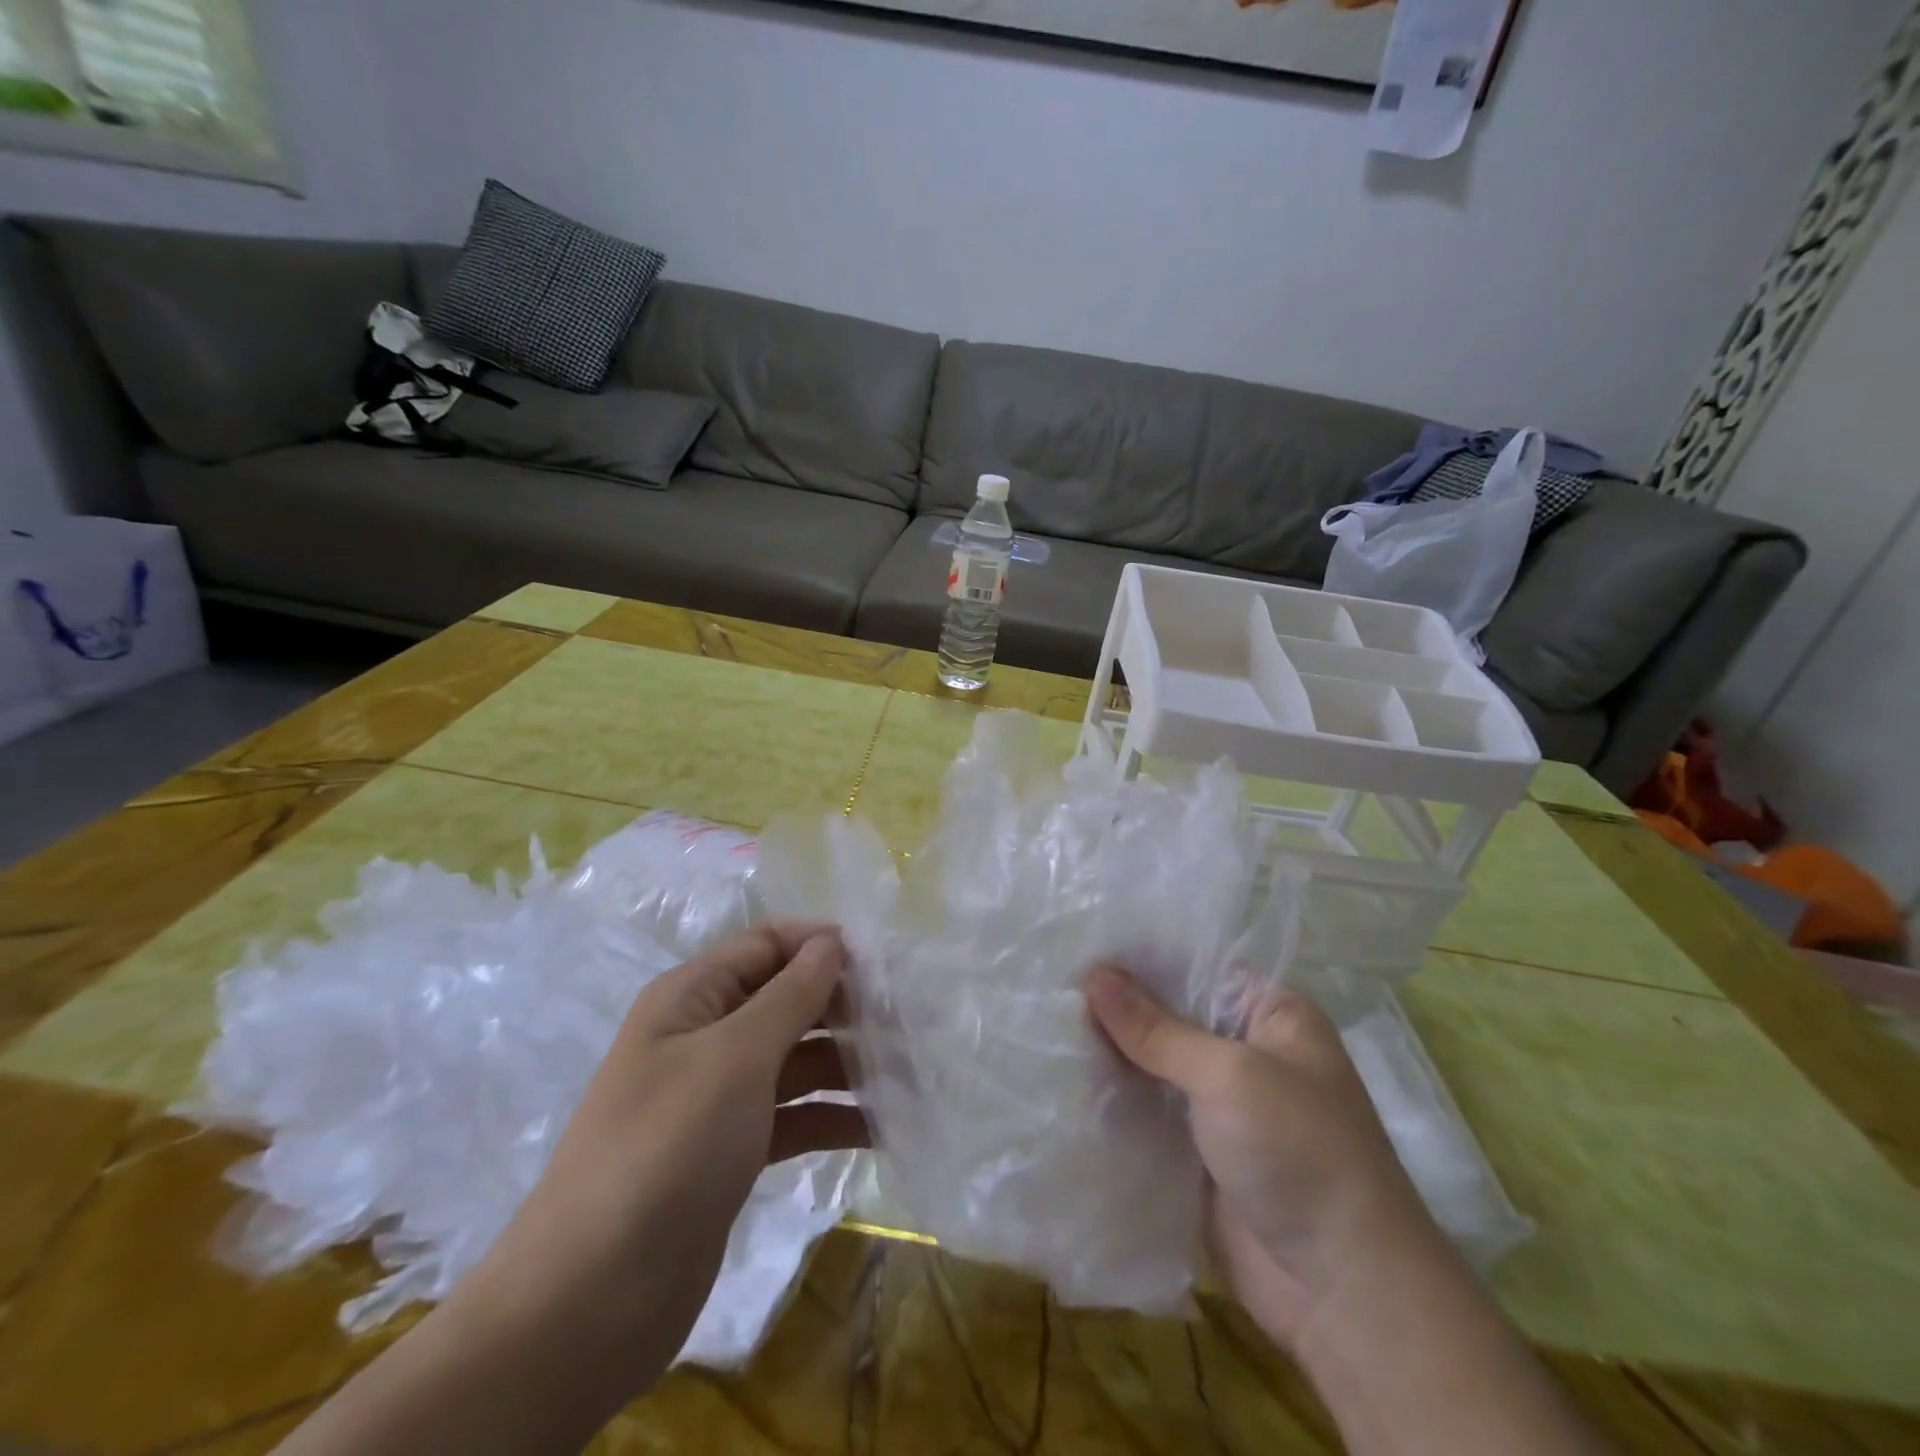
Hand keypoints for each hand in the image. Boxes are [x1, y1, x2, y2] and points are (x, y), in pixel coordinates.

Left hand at [278, 926, 869, 1455]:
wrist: (591, 1301)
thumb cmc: (667, 1149)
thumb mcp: (735, 1057)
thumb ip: (791, 994)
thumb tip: (831, 941)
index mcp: (692, 997)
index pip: (767, 944)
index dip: (822, 944)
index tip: (886, 961)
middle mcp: (704, 1036)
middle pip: (786, 1000)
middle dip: (844, 1006)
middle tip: (910, 1021)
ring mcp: (717, 1096)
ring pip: (796, 1060)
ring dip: (848, 1064)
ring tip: (911, 1074)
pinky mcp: (732, 1151)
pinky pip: (793, 1115)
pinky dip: (833, 1117)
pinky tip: (883, 1128)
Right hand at [1083, 965, 1436, 1348]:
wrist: (1342, 1291)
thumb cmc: (1299, 1153)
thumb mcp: (1228, 1075)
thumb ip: (1156, 1028)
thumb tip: (1093, 974)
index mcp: (1271, 1015)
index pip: (1195, 966)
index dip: (1140, 958)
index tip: (1079, 946)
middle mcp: (1246, 1050)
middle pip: (1170, 1015)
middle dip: (1117, 1007)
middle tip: (1049, 984)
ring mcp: (1222, 1103)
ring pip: (1154, 1064)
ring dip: (1110, 1053)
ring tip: (1045, 1024)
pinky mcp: (1198, 1149)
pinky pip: (1149, 1110)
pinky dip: (1115, 1098)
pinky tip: (1064, 1077)